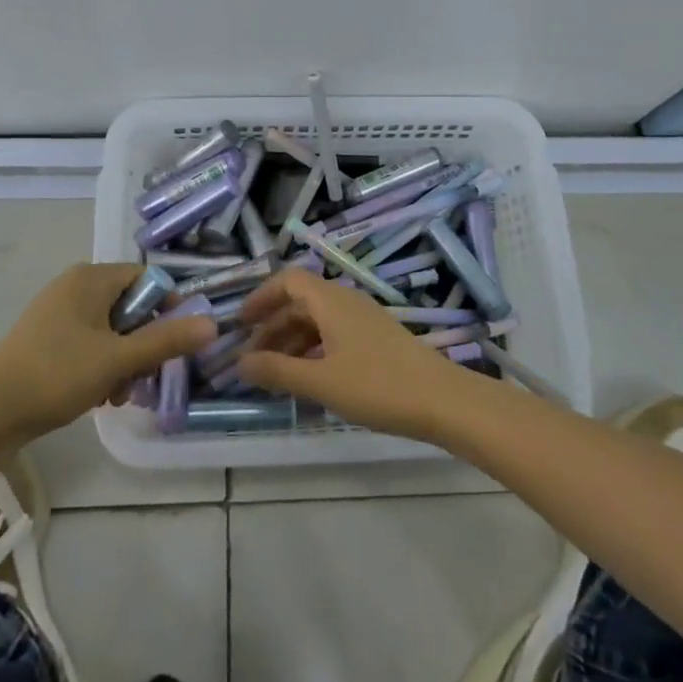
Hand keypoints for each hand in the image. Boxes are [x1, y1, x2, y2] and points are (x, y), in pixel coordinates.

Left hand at [0, 263, 216, 443]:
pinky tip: (100, 396)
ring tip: (119, 394)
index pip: (147, 279)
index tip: (171, 344)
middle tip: (143, 377)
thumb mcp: (118, 359)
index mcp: (90, 278)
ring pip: (112, 329)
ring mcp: (58, 311)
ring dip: (125, 360)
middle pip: (130, 306)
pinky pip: (90, 341)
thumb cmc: (58, 374)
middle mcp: (74, 286)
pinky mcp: (47, 337)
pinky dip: (102, 364)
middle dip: (143, 344)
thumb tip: (212, 325)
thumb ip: (166, 340)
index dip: (167, 309)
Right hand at [235, 268, 487, 440]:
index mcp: (331, 301)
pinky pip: (334, 336)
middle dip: (272, 327)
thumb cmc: (377, 386)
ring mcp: (364, 321)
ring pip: (317, 321)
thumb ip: (277, 371)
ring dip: (291, 342)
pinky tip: (308, 381)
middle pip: (300, 302)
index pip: (288, 280)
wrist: (444, 401)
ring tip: (274, 375)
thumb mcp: (321, 381)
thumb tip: (238, 363)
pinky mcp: (376, 341)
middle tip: (251, 359)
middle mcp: (346, 302)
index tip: (240, 324)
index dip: (261, 297)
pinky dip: (313, 351)